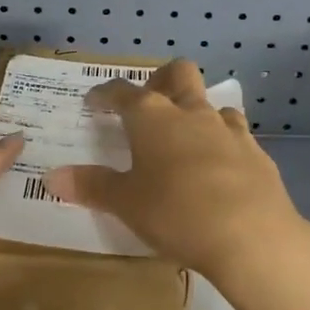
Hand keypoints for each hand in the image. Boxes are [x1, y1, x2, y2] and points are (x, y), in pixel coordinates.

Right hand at [45, 60, 309, 299]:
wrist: (252, 236)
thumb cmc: (176, 212)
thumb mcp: (125, 203)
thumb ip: (91, 186)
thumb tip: (53, 177)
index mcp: (151, 117)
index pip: (121, 92)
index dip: (104, 94)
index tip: (94, 101)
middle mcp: (190, 112)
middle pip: (178, 73)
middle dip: (161, 79)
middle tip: (149, 101)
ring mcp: (228, 129)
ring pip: (211, 103)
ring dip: (196, 112)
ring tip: (185, 138)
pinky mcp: (256, 153)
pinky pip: (236, 135)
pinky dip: (222, 143)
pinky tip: (218, 168)